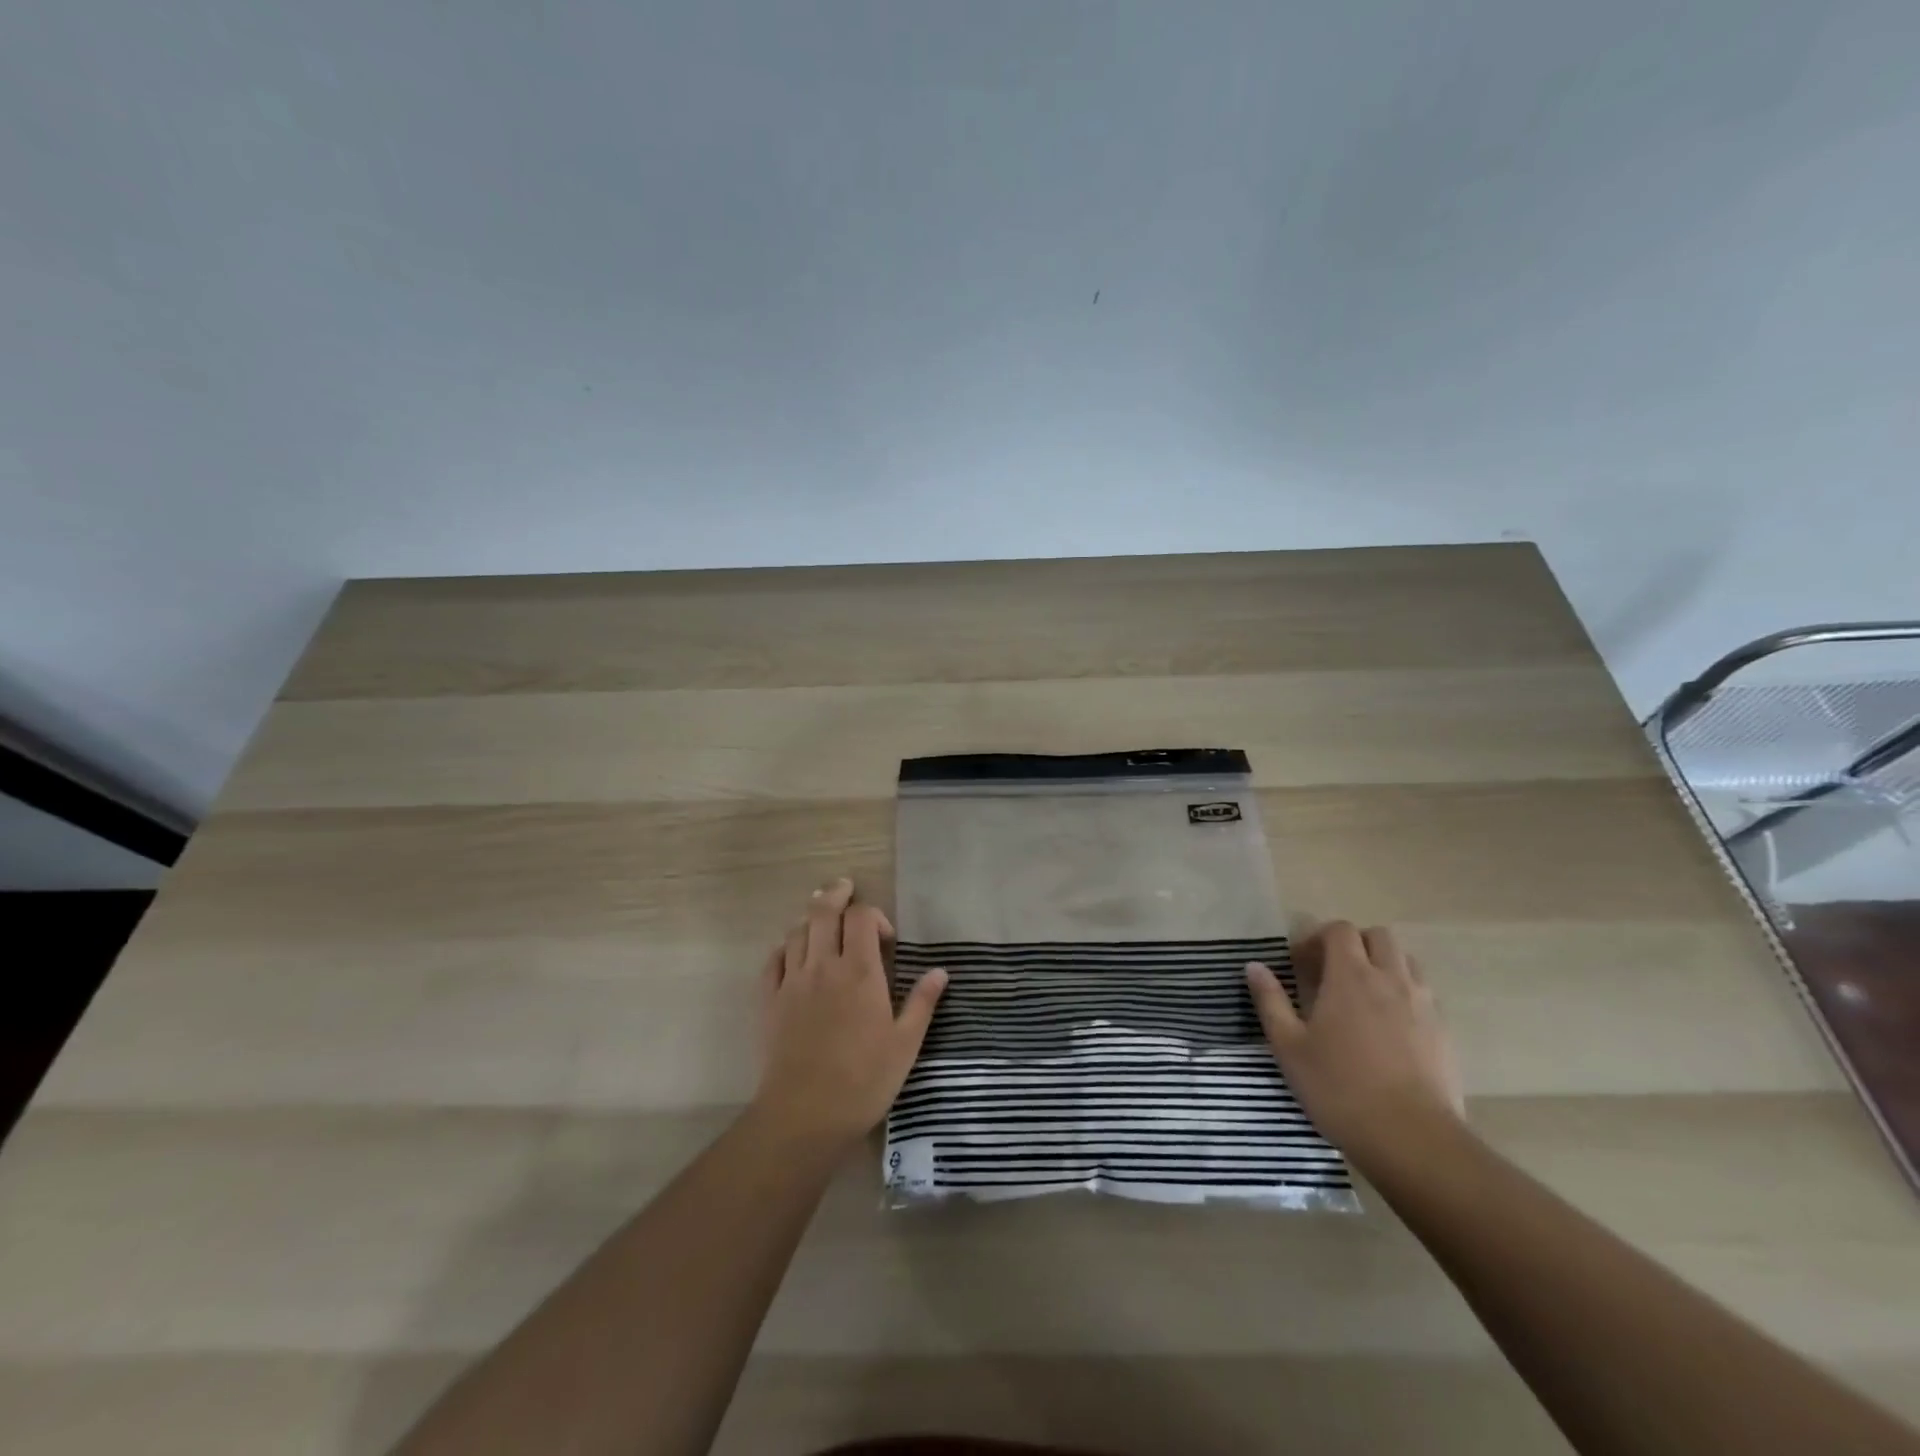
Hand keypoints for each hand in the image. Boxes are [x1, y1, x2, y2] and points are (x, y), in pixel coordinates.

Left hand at [751, 878, 947, 1148]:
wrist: (805, 1114)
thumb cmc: (864, 1080)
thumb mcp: (905, 1044)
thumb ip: (922, 1003)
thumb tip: (940, 972)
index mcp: (860, 972)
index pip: (862, 917)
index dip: (874, 915)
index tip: (885, 939)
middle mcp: (824, 966)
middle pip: (823, 911)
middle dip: (835, 894)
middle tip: (845, 889)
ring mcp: (792, 981)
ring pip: (797, 931)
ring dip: (811, 919)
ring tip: (822, 920)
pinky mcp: (769, 1000)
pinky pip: (773, 960)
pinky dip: (785, 948)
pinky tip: (793, 954)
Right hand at [1245, 922, 1464, 1169]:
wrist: (1413, 1139)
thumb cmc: (1340, 1088)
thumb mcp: (1289, 1046)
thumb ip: (1270, 1001)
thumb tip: (1254, 967)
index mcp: (1351, 976)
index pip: (1340, 930)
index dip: (1318, 939)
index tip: (1300, 965)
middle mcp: (1391, 979)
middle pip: (1379, 937)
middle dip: (1355, 945)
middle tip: (1332, 974)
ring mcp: (1424, 1005)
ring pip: (1407, 963)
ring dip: (1383, 967)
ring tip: (1362, 998)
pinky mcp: (1444, 1033)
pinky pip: (1424, 996)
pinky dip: (1404, 997)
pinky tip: (1388, 1030)